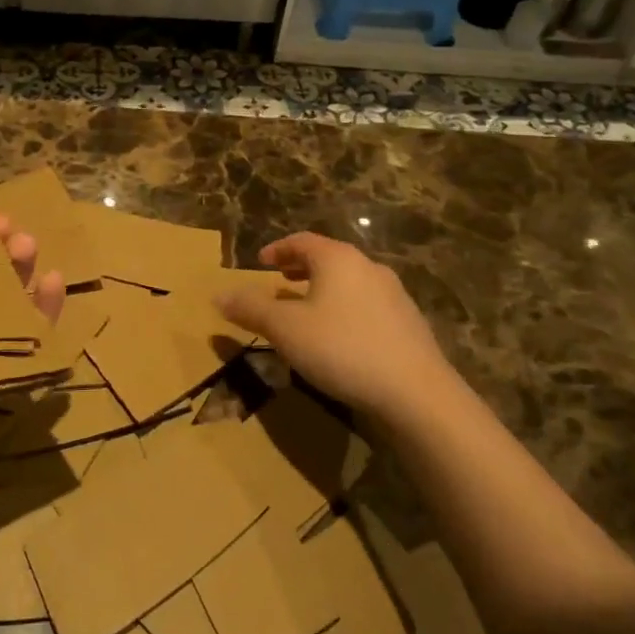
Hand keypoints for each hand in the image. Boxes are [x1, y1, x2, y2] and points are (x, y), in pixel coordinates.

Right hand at [217, 233, 459, 426]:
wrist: (416, 393)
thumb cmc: (342, 349)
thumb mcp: (285, 330)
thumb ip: (251, 309)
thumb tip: (219, 295)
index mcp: (338, 259)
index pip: (302, 241)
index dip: (278, 249)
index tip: (261, 262)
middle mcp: (369, 267)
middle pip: (328, 259)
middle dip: (301, 268)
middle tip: (280, 281)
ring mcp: (394, 294)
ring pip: (349, 283)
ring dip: (324, 290)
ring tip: (307, 311)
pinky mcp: (409, 323)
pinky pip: (367, 305)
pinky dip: (345, 309)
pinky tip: (340, 338)